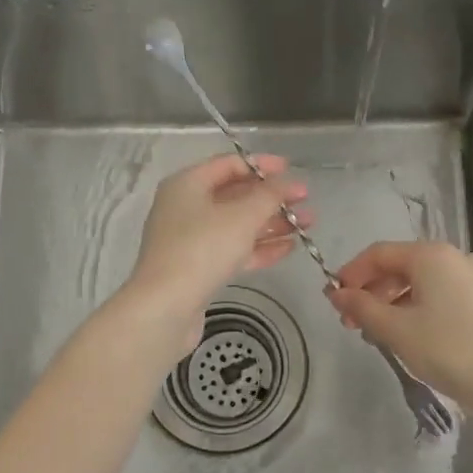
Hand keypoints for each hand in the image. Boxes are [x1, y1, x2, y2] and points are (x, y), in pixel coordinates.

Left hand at [125, 154, 308, 349]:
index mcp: (187, 184)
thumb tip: (290, 183)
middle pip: (235, 195)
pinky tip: (289, 248)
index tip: (292, 170)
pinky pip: (233, 250)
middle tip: (306, 202)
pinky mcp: (197, 269)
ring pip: (237, 225)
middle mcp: (185, 207)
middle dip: (272, 198)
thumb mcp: (242, 216)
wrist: (165, 308)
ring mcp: (190, 240)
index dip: (262, 165)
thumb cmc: (202, 249)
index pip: (229, 164)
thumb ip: (270, 195)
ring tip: (307, 225)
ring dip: (271, 223)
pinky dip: (259, 248)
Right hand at [326, 241, 472, 416]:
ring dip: (396, 302)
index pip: (379, 254)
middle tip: (354, 324)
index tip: (334, 301)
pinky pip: (446, 294)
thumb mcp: (397, 331)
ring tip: (382, 334)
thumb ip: (363, 308)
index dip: (351, 274)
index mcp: (432, 255)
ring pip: (425, 282)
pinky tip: (416, 335)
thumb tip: (336, 293)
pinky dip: (422, 307)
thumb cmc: (450, 350)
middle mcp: (457, 256)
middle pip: (402, 266)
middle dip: (373, 292)